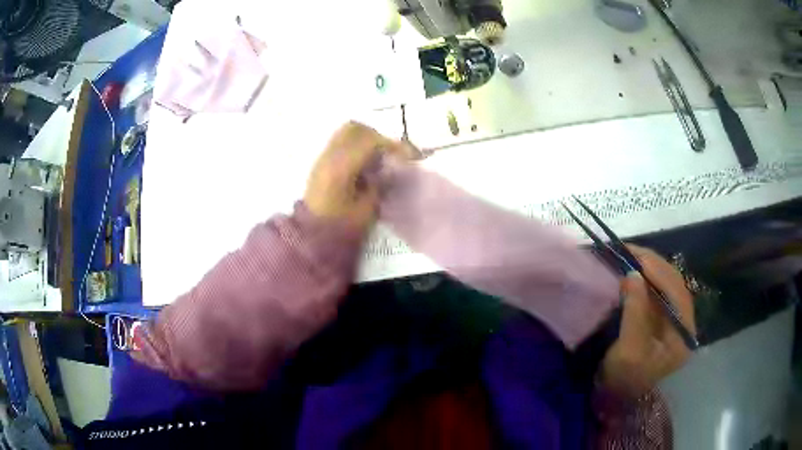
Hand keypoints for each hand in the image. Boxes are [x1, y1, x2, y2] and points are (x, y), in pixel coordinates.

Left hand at [304, 121, 405, 231]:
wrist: (310, 236)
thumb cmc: (339, 227)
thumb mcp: (366, 209)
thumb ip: (380, 184)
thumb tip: (390, 169)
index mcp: (341, 167)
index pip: (371, 142)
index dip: (393, 145)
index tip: (410, 155)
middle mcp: (330, 155)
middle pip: (356, 129)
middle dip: (378, 137)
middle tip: (392, 154)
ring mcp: (323, 157)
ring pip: (347, 132)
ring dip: (367, 138)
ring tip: (379, 157)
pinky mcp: (321, 162)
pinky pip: (341, 142)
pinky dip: (357, 145)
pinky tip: (365, 163)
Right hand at [600, 245, 696, 398]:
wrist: (617, 399)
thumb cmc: (624, 380)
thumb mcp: (629, 351)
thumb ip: (635, 312)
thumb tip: (632, 273)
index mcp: (683, 333)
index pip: (676, 291)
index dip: (656, 269)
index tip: (633, 253)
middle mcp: (684, 322)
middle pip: (674, 283)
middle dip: (652, 264)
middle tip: (627, 250)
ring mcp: (674, 319)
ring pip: (667, 283)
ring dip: (648, 268)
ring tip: (628, 255)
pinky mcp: (663, 318)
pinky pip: (658, 291)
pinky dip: (645, 278)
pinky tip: (633, 271)